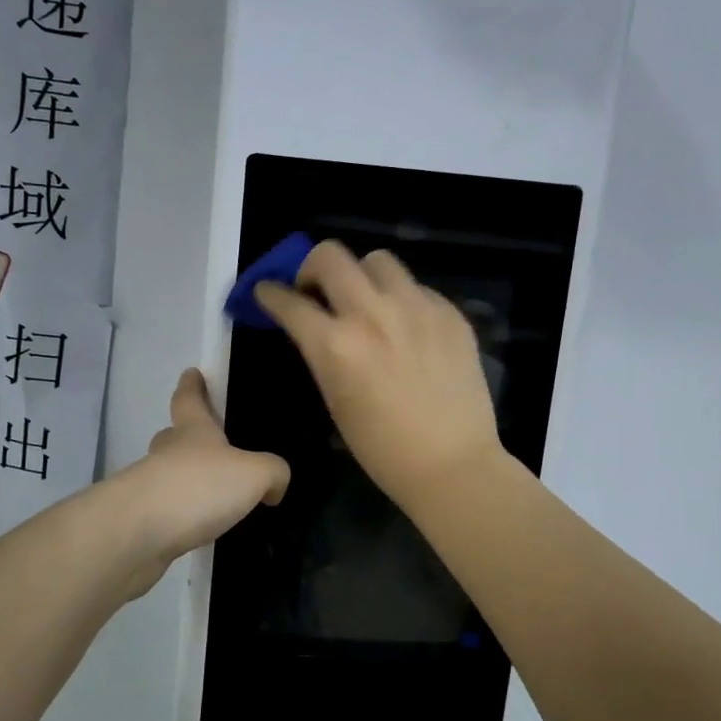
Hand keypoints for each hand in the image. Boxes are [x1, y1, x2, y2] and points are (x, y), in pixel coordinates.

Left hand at [112, 369, 289, 599]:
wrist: (140, 533)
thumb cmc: (199, 487)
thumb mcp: (254, 474)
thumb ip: (272, 472)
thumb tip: (274, 485)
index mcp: (193, 431)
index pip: (189, 399)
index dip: (192, 385)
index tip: (191, 373)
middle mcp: (167, 453)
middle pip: (173, 436)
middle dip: (185, 436)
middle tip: (206, 444)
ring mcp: (149, 487)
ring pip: (167, 474)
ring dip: (184, 480)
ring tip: (212, 495)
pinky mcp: (142, 521)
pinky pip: (167, 510)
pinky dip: (181, 514)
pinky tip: (199, 527)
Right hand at [255, 241, 504, 511]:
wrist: (453, 464)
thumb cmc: (382, 448)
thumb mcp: (335, 399)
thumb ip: (321, 353)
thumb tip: (315, 325)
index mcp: (335, 344)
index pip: (289, 300)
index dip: (270, 293)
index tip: (267, 291)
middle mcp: (372, 314)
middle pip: (330, 256)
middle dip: (311, 267)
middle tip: (315, 288)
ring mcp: (416, 308)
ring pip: (378, 260)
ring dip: (362, 275)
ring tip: (366, 299)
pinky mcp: (450, 313)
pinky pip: (416, 287)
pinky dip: (402, 298)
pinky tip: (407, 326)